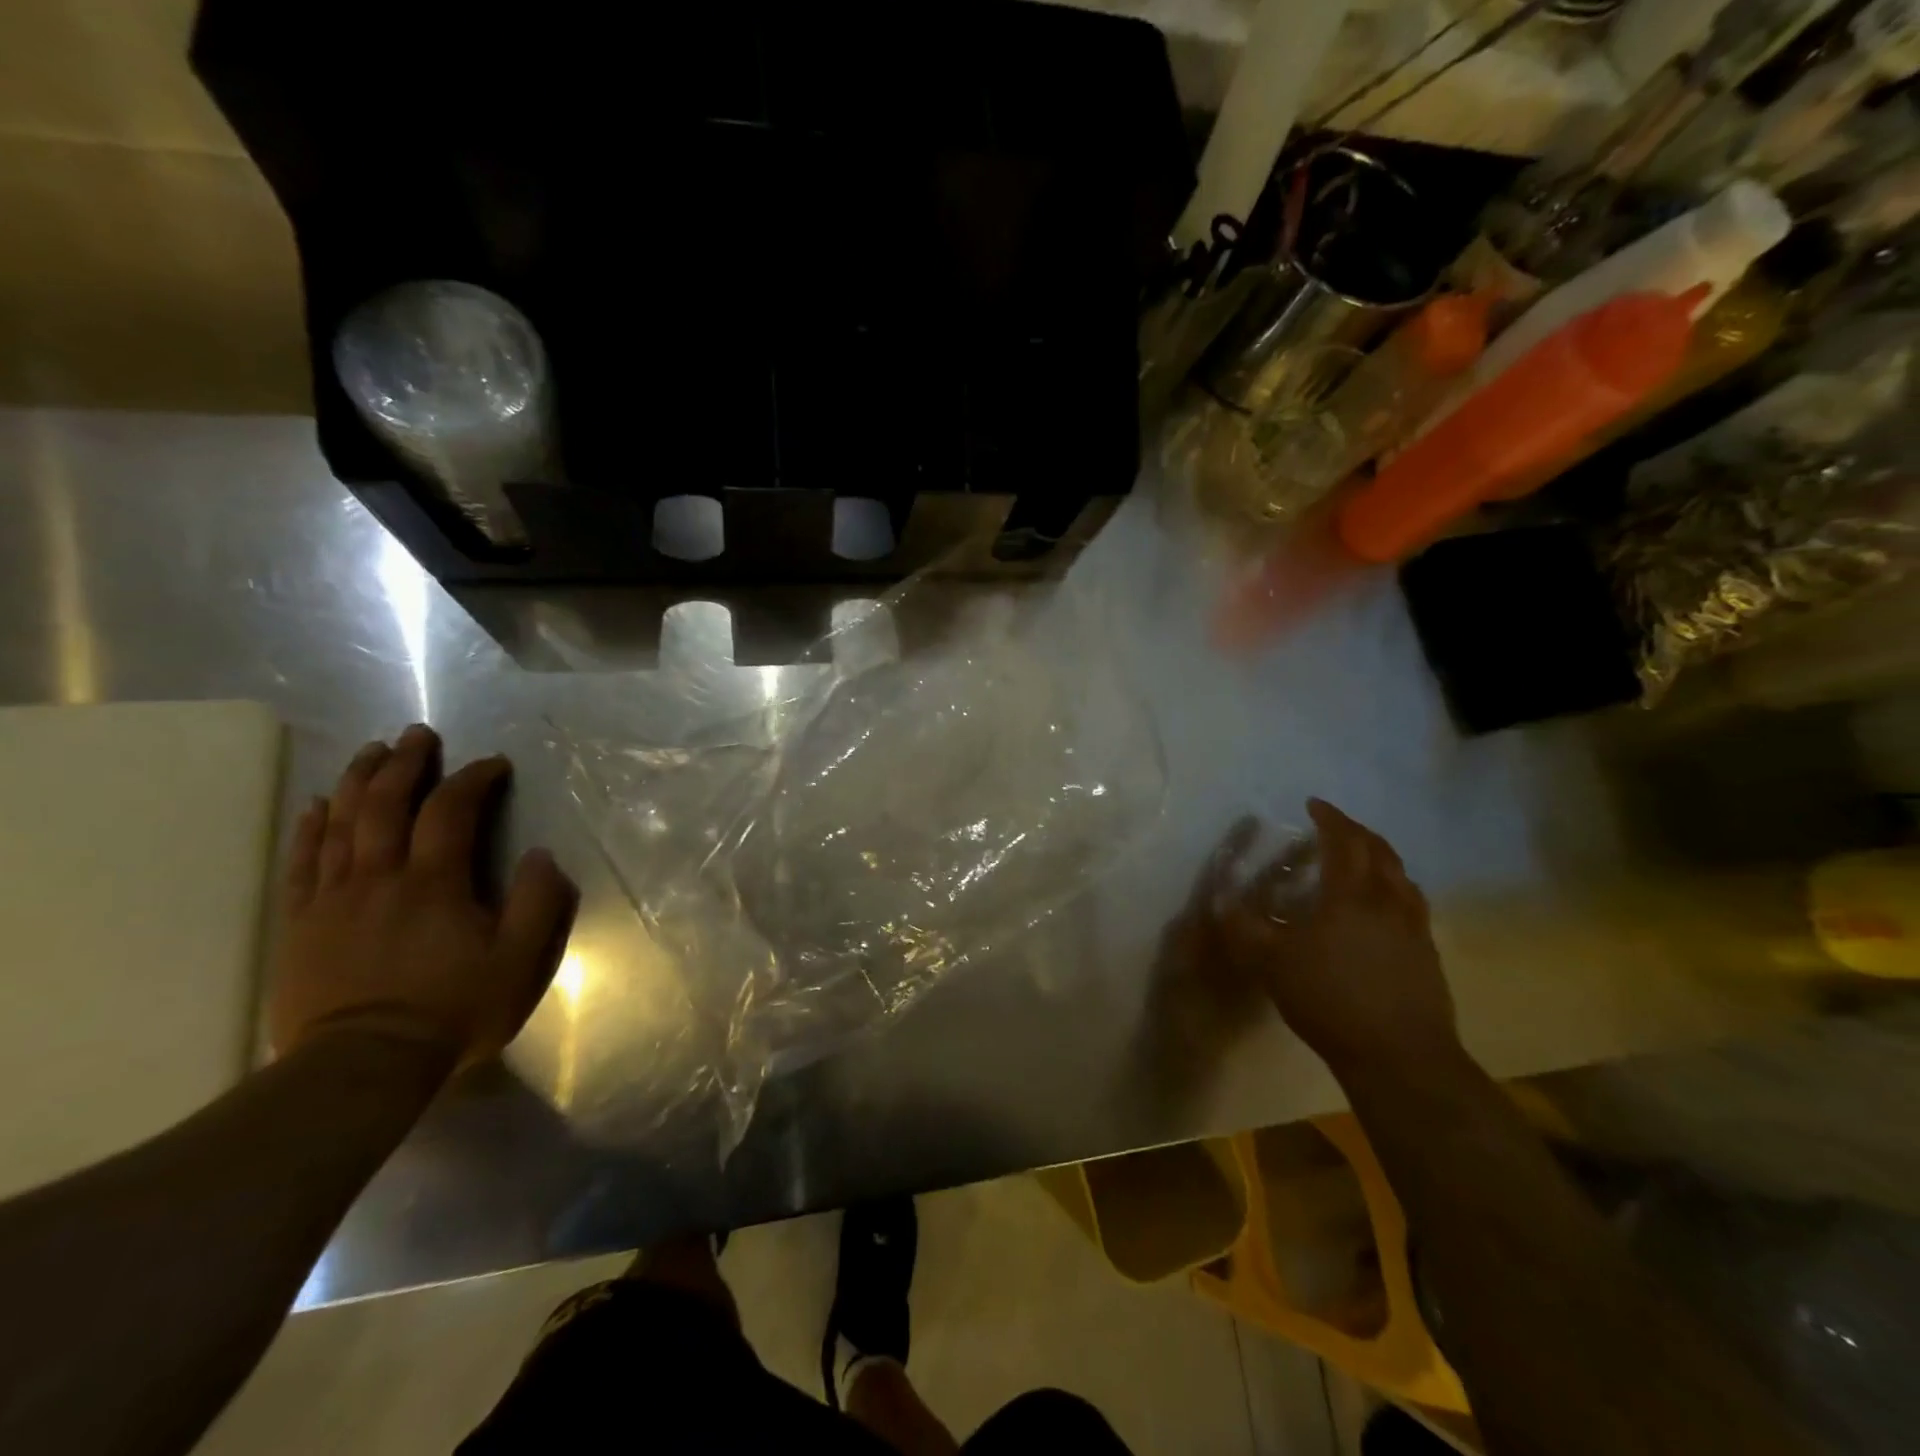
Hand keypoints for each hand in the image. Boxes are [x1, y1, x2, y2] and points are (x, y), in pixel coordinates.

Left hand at [270, 725, 578, 1070]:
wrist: (361, 1066)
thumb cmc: (452, 1010)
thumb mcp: (519, 962)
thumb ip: (539, 903)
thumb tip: (542, 855)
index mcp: (435, 882)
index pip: (452, 811)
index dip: (473, 779)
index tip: (494, 764)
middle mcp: (380, 877)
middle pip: (385, 804)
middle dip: (405, 763)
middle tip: (418, 734)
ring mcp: (333, 898)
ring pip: (340, 823)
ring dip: (357, 781)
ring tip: (371, 751)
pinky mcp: (301, 923)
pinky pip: (302, 862)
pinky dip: (311, 828)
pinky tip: (316, 806)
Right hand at [1213, 799, 1459, 1081]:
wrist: (1399, 1056)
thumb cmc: (1329, 1000)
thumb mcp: (1271, 963)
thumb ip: (1243, 927)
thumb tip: (1220, 898)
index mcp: (1350, 895)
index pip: (1343, 841)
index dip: (1330, 819)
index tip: (1314, 805)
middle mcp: (1387, 901)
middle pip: (1380, 851)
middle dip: (1357, 831)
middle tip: (1336, 826)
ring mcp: (1414, 928)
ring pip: (1403, 877)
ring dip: (1381, 858)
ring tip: (1362, 860)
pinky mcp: (1428, 955)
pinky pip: (1412, 904)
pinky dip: (1396, 889)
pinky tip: (1384, 909)